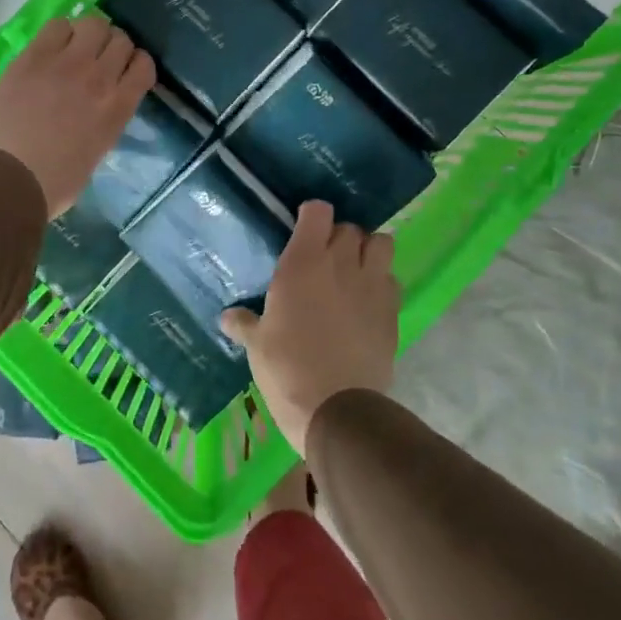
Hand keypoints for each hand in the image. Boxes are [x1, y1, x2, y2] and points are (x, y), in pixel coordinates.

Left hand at [0, 17, 154, 217]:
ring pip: (93, 24)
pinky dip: (60, 33)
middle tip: (97, 58)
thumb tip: (99, 106)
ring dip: (88, 34)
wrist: (9, 179)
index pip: (143, 65)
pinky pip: (57, 26)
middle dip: (112, 46)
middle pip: (120, 39)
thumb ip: (106, 120)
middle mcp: (99, 78)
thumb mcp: (97, 151)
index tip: (124, 71)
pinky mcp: (34, 57)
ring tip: (75, 48)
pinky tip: (51, 48)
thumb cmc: (55, 182)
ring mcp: (66, 63)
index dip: (135, 64)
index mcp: (118, 108)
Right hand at [222, 200, 400, 454]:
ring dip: (369, 249)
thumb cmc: (286, 369)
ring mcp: (372, 285)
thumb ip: (245, 323)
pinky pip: (392, 279)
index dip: (311, 214)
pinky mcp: (393, 310)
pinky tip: (368, 300)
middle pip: (350, 227)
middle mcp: (341, 263)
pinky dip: (381, 281)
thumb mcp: (257, 345)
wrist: (337, 408)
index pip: (318, 212)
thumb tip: (227, 318)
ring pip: (381, 243)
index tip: (303, 228)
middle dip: (338, 236)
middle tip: (325, 256)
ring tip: (355, 268)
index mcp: (303, 263)